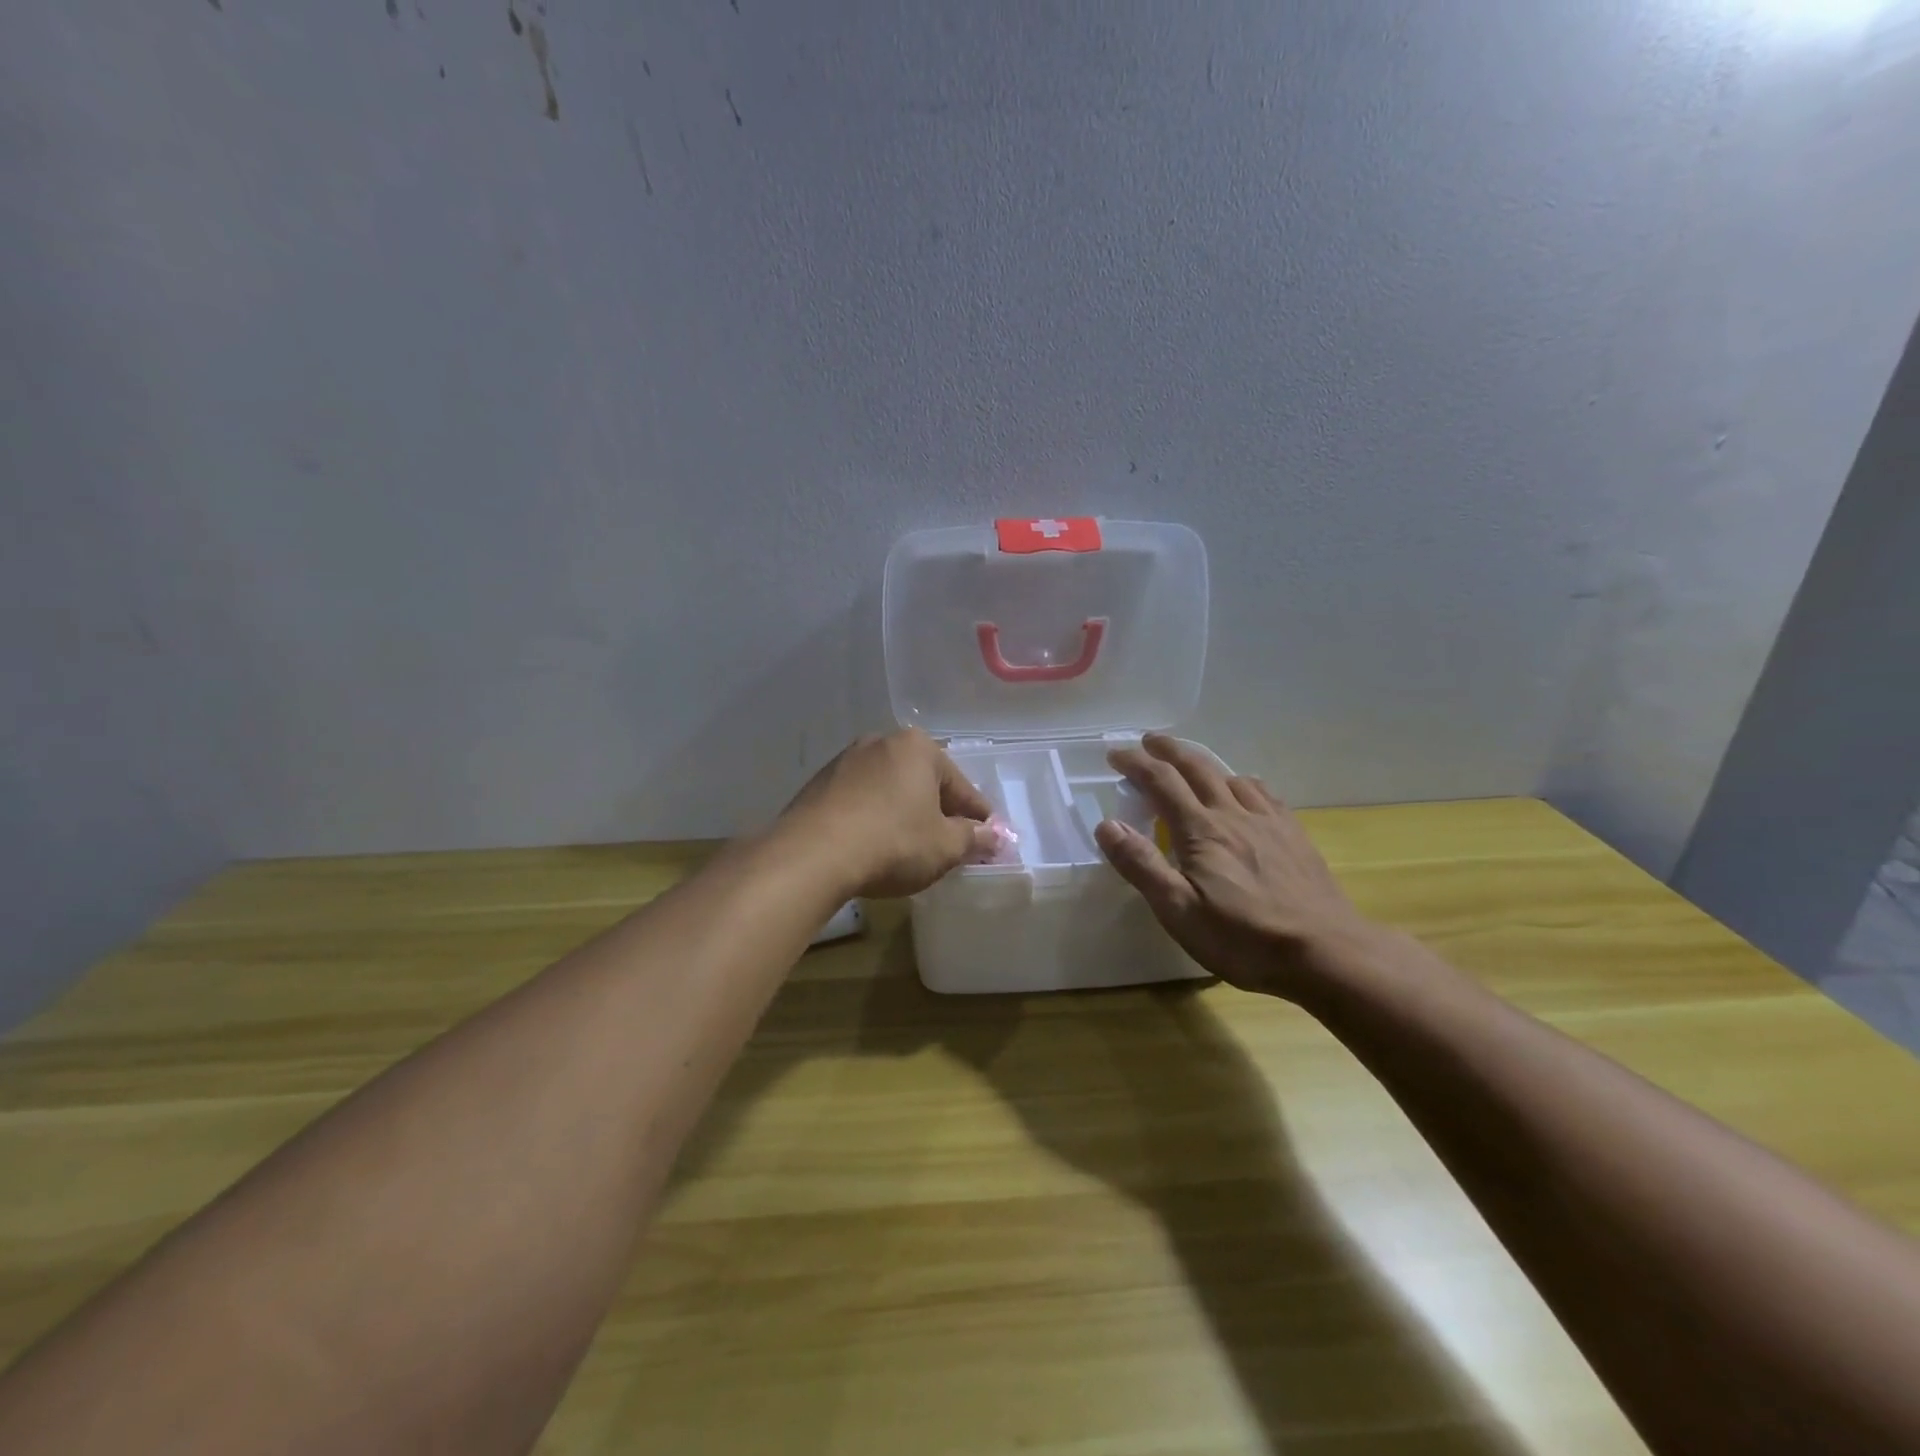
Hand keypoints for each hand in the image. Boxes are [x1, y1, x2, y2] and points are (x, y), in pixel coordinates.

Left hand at [779, 729, 995, 898]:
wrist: (812, 855)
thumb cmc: (892, 843)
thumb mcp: (945, 847)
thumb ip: (974, 838)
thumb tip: (995, 836)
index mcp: (918, 747)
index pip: (960, 785)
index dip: (977, 816)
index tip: (988, 839)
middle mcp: (880, 742)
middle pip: (923, 782)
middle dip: (938, 811)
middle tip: (950, 845)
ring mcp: (844, 761)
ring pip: (889, 790)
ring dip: (903, 814)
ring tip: (911, 848)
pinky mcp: (818, 785)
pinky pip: (860, 801)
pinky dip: (873, 818)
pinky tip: (874, 845)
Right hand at [1094, 734, 1374, 998]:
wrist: (1326, 952)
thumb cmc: (1243, 938)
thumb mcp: (1179, 910)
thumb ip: (1141, 865)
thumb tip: (1107, 825)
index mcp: (1200, 830)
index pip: (1161, 781)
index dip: (1135, 763)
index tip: (1115, 755)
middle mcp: (1233, 814)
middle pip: (1197, 767)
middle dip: (1168, 750)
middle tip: (1148, 741)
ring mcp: (1268, 822)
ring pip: (1230, 776)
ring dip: (1204, 763)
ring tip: (1191, 766)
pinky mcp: (1294, 836)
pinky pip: (1264, 793)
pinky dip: (1242, 782)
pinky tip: (1245, 791)